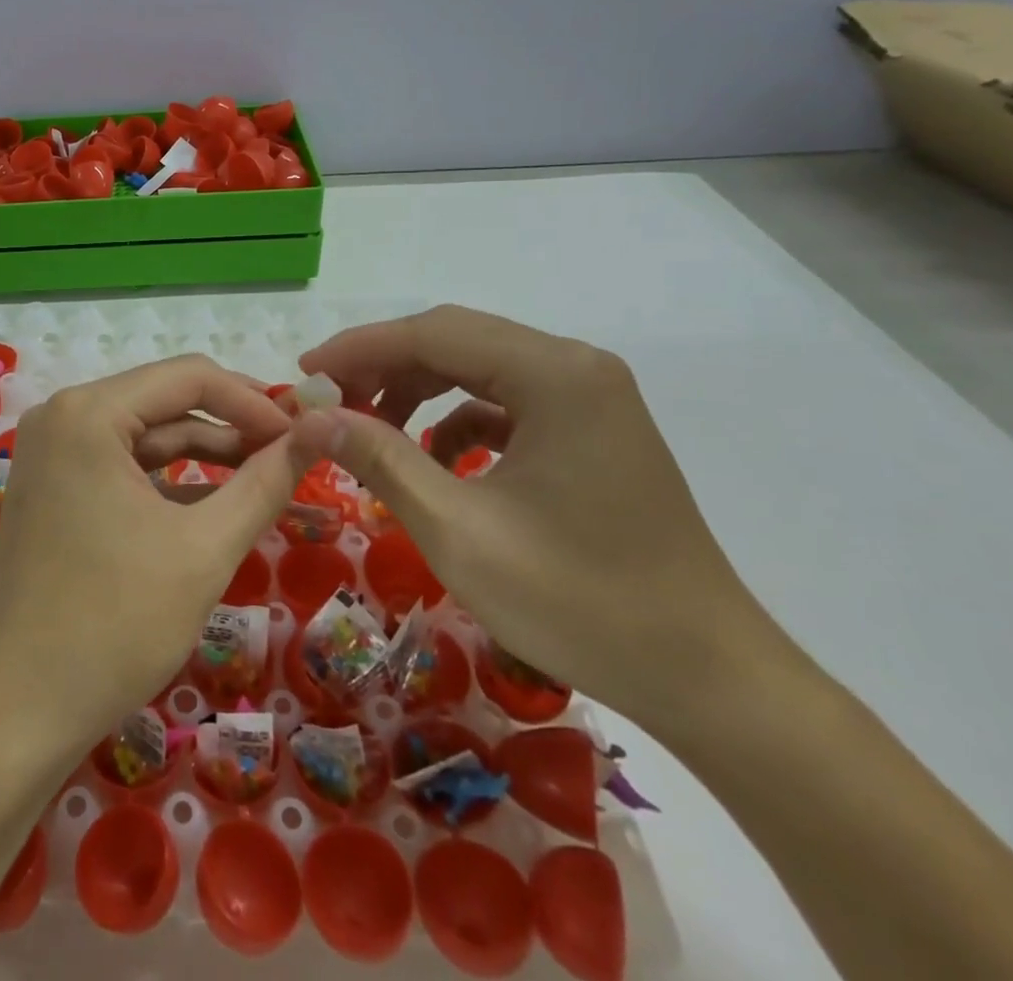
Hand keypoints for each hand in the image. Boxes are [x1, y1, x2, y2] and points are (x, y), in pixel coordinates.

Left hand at [0, 355, 306, 754]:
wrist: (18, 712)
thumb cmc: (115, 624)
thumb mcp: (205, 548)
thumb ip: (266, 482)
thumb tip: (323, 428)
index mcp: (88, 412)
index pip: (188, 376)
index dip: (254, 401)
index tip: (305, 432)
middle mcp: (62, 416)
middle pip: (165, 400)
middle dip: (233, 425)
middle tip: (294, 452)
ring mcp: (52, 452)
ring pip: (146, 435)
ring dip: (206, 452)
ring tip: (268, 475)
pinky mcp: (54, 487)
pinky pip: (123, 465)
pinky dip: (171, 479)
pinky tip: (218, 500)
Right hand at [290, 306, 778, 727]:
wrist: (707, 678)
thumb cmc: (579, 602)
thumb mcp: (459, 531)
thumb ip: (381, 459)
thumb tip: (312, 415)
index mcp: (554, 374)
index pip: (432, 333)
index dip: (359, 349)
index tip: (304, 375)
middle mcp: (576, 366)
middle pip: (455, 340)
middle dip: (383, 367)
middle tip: (328, 402)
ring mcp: (589, 396)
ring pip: (477, 367)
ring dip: (416, 390)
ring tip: (369, 429)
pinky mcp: (591, 429)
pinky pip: (505, 401)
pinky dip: (456, 420)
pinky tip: (433, 459)